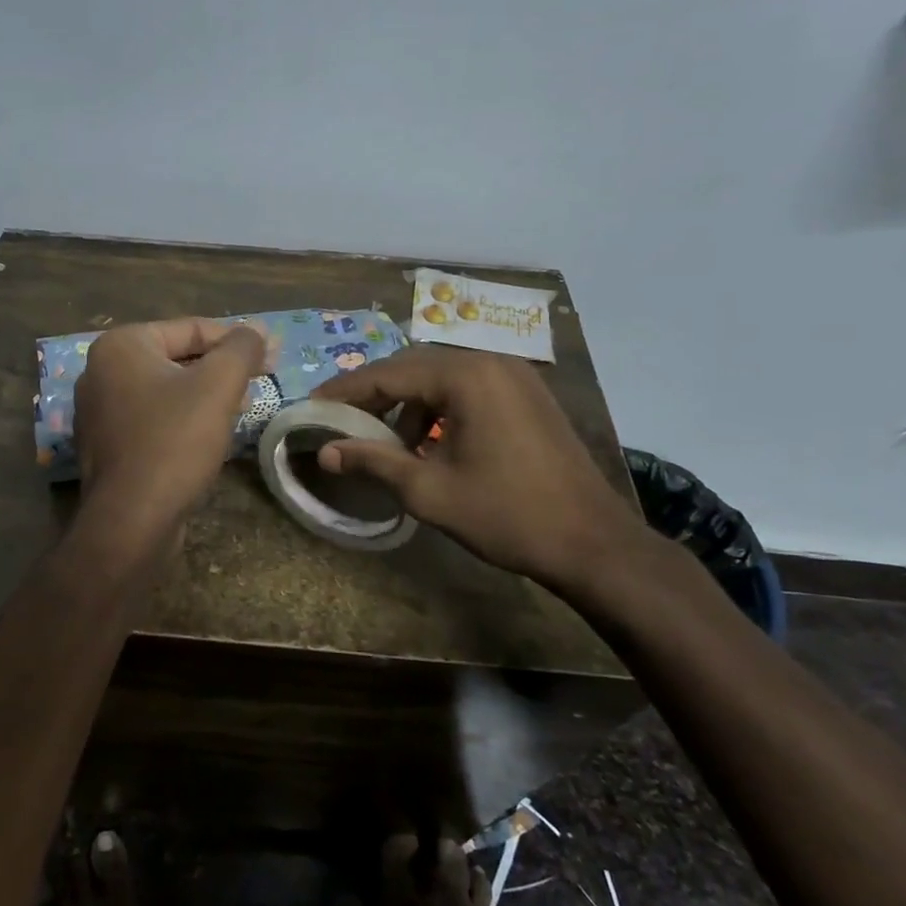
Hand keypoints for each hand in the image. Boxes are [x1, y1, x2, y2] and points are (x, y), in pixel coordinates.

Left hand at [73, 317, 269, 540]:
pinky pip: (154, 417)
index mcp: (121, 346)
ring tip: (244, 406)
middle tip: (262, 380)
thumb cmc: (174, 441)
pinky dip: (184, 417)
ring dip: (207, 393)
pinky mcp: (107, 444)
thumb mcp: (218, 385)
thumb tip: (257, 331)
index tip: (272, 355)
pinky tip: (211, 433)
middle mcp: (101, 371)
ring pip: (167, 389)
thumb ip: (241, 349)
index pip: (191, 328)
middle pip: (177, 357)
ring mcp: (100, 410)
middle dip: (222, 368)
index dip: (237, 340)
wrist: (131, 520)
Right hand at [313, 347, 655, 599]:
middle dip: (374, 393)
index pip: (388, 373)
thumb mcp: (429, 491)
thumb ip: (373, 462)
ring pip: (442, 377)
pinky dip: (439, 407)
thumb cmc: (506, 515)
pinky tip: (428, 441)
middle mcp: (491, 362)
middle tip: (340, 419)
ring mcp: (515, 376)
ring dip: (408, 402)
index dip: (346, 391)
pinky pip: (469, 388)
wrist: (593, 543)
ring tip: (385, 439)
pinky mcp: (528, 395)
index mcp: (466, 376)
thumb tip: (326, 453)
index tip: (313, 405)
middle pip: (414, 367)